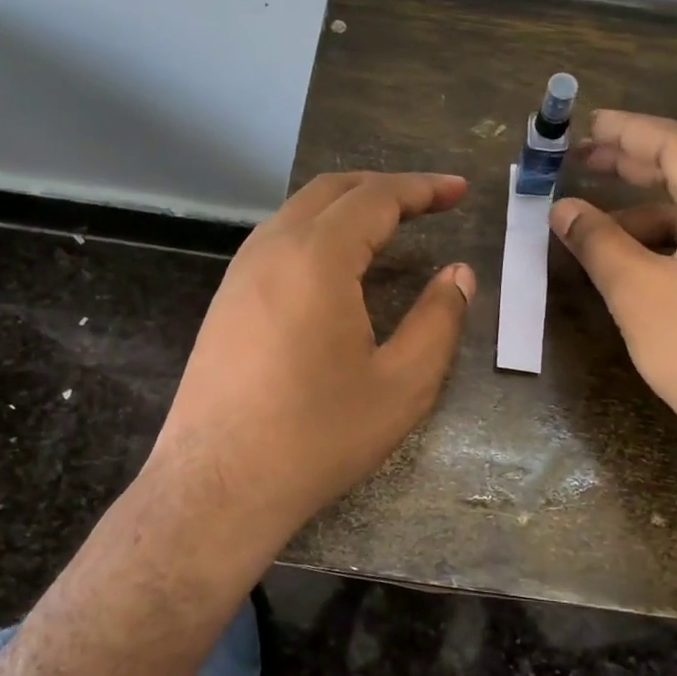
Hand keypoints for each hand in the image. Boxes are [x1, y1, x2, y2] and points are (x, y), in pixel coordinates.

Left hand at [152, 171, 474, 546]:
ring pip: (298, 214)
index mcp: (316, 258)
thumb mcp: (402, 385)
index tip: (459, 190)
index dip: (422, 188)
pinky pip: (276, 244)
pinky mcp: (224, 304)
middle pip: (331, 191)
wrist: (217, 487)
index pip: (376, 198)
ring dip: (347, 208)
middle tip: (430, 201)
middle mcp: (271, 250)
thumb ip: (438, 320)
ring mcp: (239, 275)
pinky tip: (336, 268)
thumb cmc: (318, 436)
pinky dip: (317, 235)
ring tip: (388, 227)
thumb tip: (458, 274)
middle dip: (384, 188)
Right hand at [551, 111, 676, 451]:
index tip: (584, 125)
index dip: (624, 131)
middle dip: (634, 166)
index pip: (676, 143)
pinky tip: (641, 257)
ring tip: (598, 225)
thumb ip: (597, 239)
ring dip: (652, 211)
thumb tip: (562, 209)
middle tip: (582, 160)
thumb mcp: (637, 291)